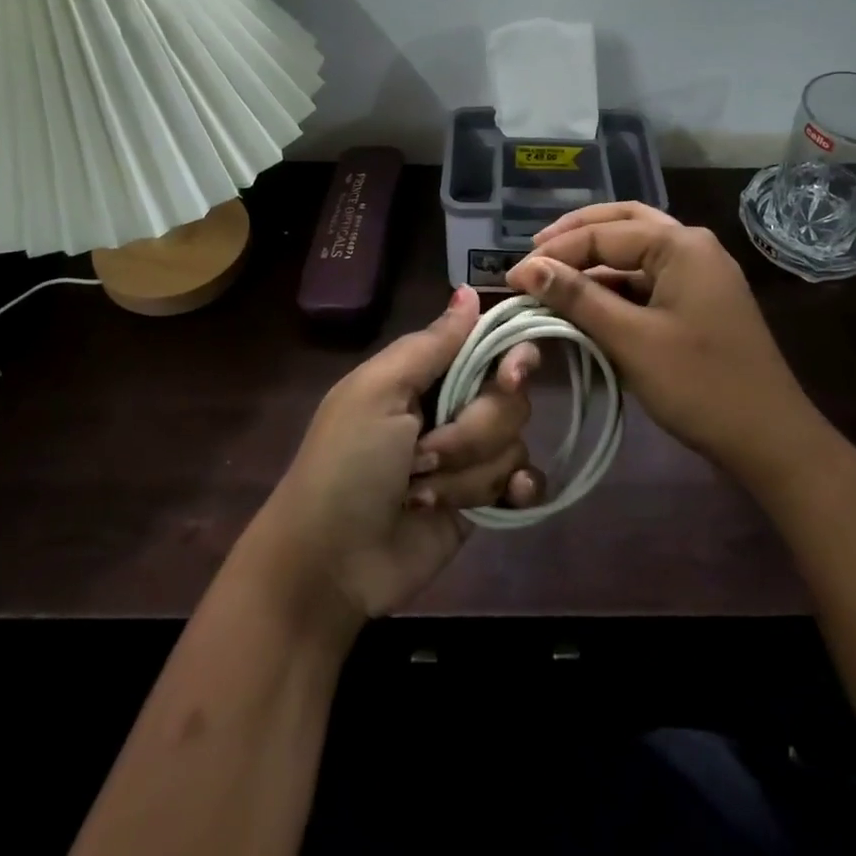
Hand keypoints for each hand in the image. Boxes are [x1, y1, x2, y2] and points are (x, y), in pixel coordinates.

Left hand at [250, 287, 544, 627]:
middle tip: (423, 455)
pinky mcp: (482, 501)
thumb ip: (431, 344)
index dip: (511, 358)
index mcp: (426, 374)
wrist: (330, 564)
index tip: (510, 377)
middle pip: (510, 399)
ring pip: (513, 443)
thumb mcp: (378, 392)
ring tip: (423, 493)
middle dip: (470, 432)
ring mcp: (469, 457)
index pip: (491, 346)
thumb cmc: (346, 465)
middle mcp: (453, 407)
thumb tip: (470, 290)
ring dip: (469, 473)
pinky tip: (507, 499)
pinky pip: (525, 481)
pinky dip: (518, 489)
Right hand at [506, 202, 817, 476]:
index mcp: (681, 244)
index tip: (512, 277)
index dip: (554, 254)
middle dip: (577, 234)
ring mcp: (700, 273)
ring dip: (596, 258)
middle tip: (535, 252)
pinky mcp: (699, 300)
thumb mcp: (631, 339)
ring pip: (637, 250)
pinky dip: (616, 284)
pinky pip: (649, 278)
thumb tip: (527, 269)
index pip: (604, 234)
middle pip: (625, 223)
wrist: (770, 439)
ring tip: (553, 275)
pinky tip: (589, 300)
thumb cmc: (700, 384)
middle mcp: (693, 246)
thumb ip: (578, 298)